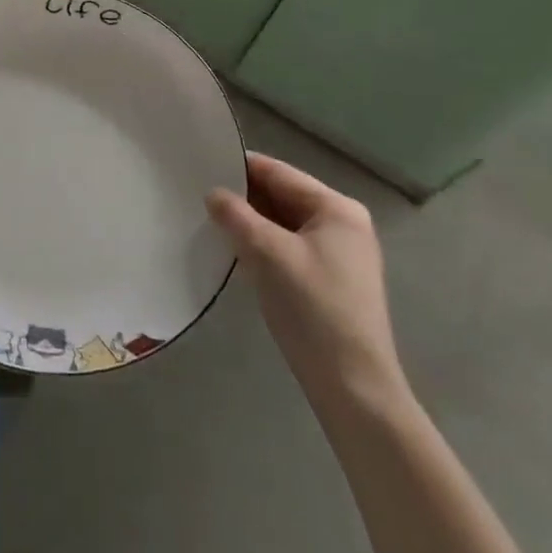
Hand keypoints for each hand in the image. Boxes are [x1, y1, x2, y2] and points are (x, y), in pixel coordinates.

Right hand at [206, 153, 406, 415]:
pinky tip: (235, 251)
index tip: (200, 163)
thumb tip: (213, 194)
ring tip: (209, 219)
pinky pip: (289, 246)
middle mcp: (343, 224)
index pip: (278, 172)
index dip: (239, 166)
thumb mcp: (267, 254)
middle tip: (197, 193)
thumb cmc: (313, 309)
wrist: (354, 389)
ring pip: (283, 223)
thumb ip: (236, 216)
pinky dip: (263, 244)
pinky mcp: (330, 281)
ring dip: (250, 222)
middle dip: (243, 196)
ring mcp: (339, 254)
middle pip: (282, 196)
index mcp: (337, 208)